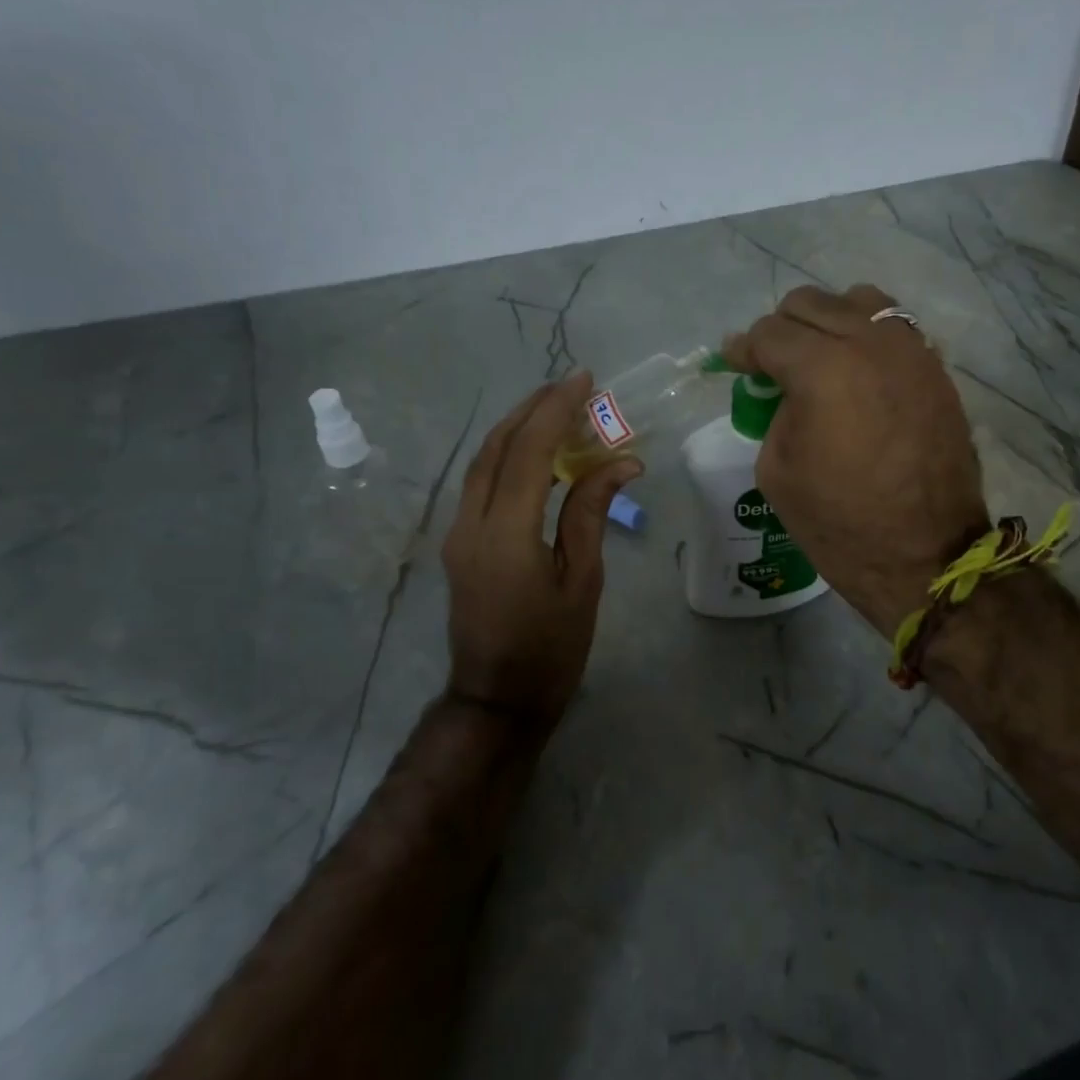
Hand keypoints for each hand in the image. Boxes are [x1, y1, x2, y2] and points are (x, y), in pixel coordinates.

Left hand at [441, 371, 640, 726]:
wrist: (497, 699)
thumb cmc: (551, 648)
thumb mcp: (583, 580)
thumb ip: (591, 513)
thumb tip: (622, 461)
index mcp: (506, 533)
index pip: (529, 451)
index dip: (556, 410)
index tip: (584, 380)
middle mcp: (471, 523)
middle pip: (497, 447)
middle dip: (532, 409)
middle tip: (571, 387)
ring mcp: (457, 533)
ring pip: (482, 462)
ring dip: (517, 429)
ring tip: (555, 409)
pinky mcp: (458, 544)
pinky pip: (480, 483)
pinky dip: (508, 456)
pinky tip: (535, 453)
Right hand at [724, 285, 986, 634]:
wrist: (925, 556)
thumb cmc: (840, 523)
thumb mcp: (777, 470)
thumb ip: (775, 412)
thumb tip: (786, 389)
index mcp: (822, 369)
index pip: (769, 334)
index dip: (743, 349)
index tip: (735, 364)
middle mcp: (869, 343)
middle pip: (810, 304)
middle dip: (781, 330)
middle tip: (772, 366)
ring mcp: (910, 352)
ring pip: (859, 302)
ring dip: (829, 322)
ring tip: (821, 359)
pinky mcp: (936, 370)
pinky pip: (894, 329)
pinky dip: (867, 338)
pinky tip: (858, 373)